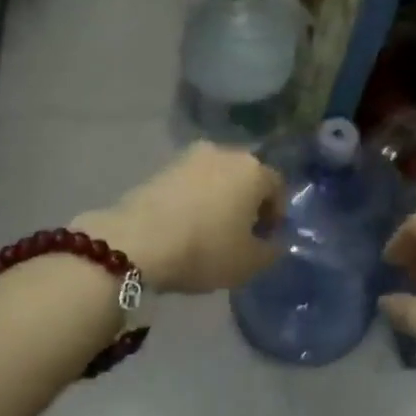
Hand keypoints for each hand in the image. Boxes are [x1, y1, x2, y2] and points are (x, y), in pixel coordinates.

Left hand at [73, 143, 283, 294]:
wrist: (137, 242)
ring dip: (220, 199)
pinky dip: (195, 200)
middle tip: (240, 235)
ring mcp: (190, 157)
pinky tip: (186, 226)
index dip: (276, 215)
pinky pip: (191, 184)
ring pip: (217, 178)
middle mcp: (225, 153)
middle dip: (247, 203)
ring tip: (210, 231)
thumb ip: (272, 250)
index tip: (266, 240)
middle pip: (246, 177)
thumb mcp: (250, 263)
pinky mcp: (161, 167)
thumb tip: (274, 242)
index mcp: (254, 170)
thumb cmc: (205, 249)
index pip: (278, 187)